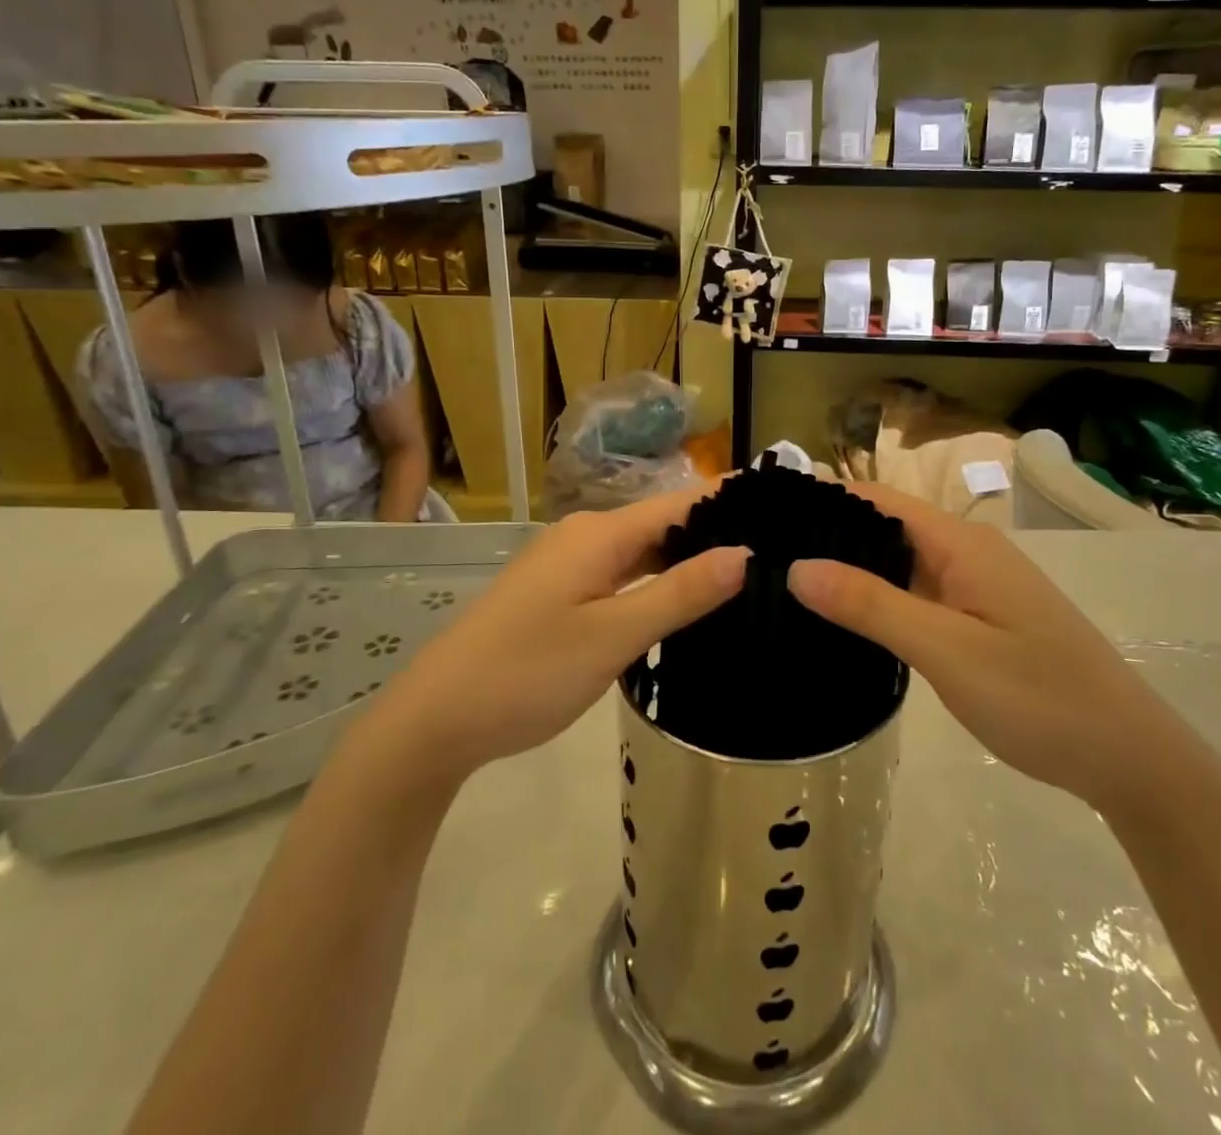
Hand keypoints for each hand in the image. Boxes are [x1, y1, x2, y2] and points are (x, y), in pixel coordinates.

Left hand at [373, 489, 747, 783]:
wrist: (436, 718)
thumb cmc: (528, 672)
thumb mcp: (613, 636)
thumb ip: (680, 593)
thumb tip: (744, 554)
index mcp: (600, 534)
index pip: (681, 502)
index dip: (730, 502)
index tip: (784, 506)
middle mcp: (585, 535)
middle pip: (662, 523)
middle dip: (714, 532)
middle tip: (777, 551)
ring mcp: (568, 564)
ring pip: (641, 551)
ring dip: (686, 559)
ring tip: (746, 573)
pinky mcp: (558, 592)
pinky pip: (620, 574)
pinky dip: (655, 581)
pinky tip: (683, 602)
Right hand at [787, 484, 1168, 811]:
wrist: (1129, 758)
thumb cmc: (1039, 697)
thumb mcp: (947, 650)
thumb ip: (872, 606)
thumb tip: (797, 567)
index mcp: (961, 543)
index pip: (877, 500)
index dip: (823, 500)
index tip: (765, 515)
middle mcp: (966, 552)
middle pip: (884, 527)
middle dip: (828, 535)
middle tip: (762, 556)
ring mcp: (974, 587)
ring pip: (899, 563)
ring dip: (850, 569)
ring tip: (785, 583)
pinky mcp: (977, 619)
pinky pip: (916, 594)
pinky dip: (877, 599)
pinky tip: (842, 620)